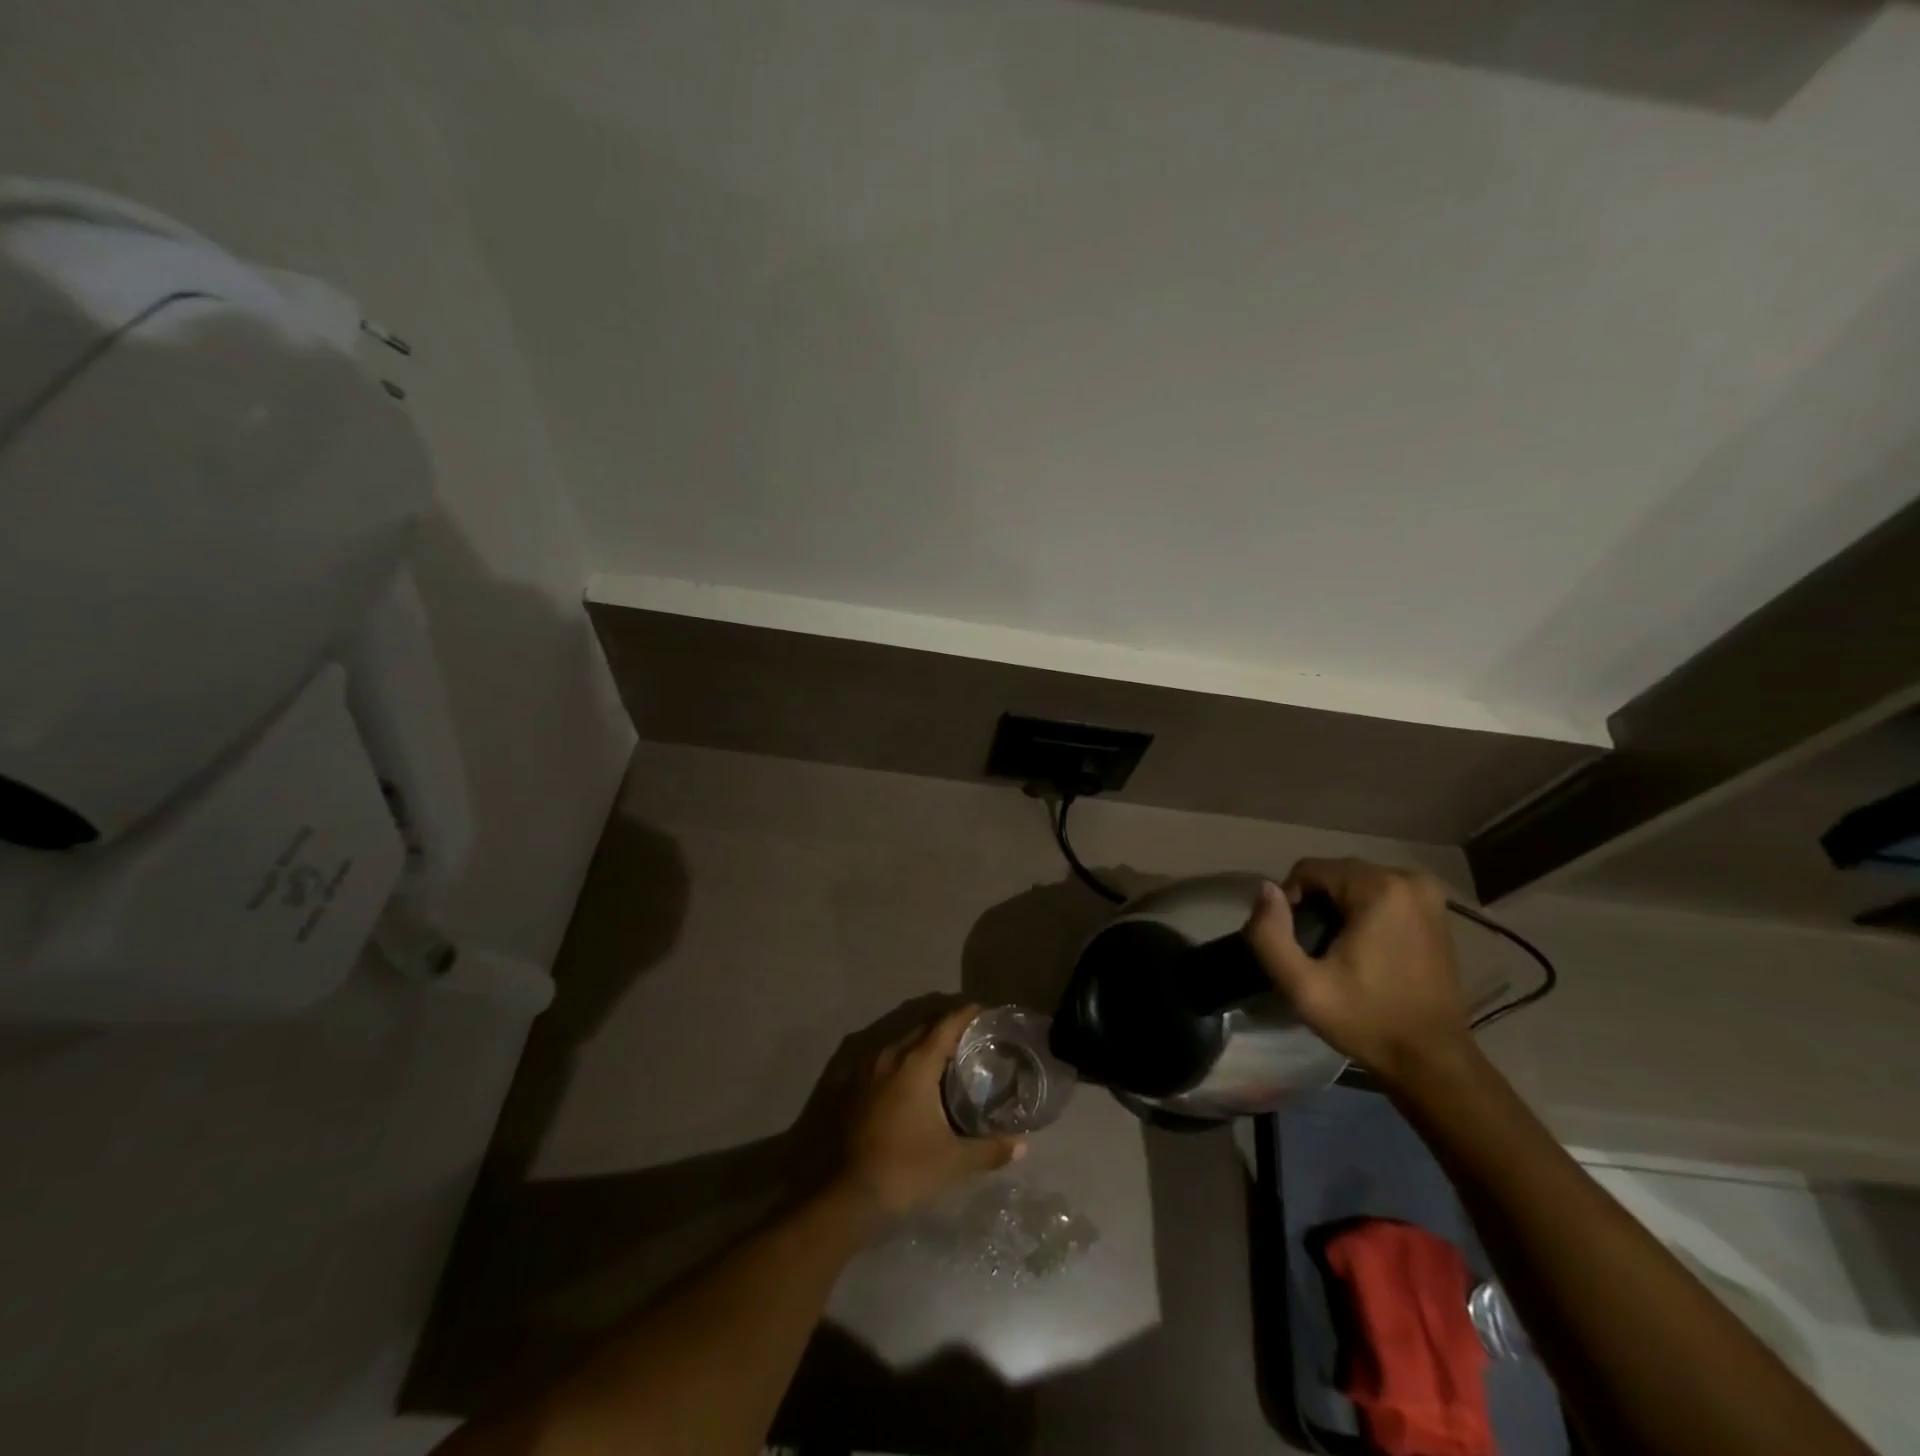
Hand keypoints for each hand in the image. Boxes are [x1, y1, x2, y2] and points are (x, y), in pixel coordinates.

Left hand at [837, 1004, 1025, 1218]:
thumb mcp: (953, 1161)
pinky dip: (904, 1060)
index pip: (946, 1024)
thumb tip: (1023, 1146)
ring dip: (924, 1043)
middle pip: (923, 1028)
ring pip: (902, 1043)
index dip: (966, 1014)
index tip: (985, 1012)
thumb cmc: (904, 1169)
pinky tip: (914, 1080)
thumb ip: (989, 1149)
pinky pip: (886, 1060)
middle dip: (947, 1027)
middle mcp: (890, 1056)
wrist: (847, 1195)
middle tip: (972, 1037)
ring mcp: (867, 1069)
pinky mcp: (853, 1086)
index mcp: (916, 1063)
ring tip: (947, 1058)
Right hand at [1244, 858, 1472, 1085]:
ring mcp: (1426, 894)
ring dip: (1337, 906)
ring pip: (1356, 881)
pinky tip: (1361, 947)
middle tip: (1312, 948)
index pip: (1309, 869)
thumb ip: (1270, 934)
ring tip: (1334, 949)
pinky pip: (1381, 893)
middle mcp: (1407, 879)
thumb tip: (1265, 888)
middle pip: (1335, 873)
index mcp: (1378, 888)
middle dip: (1315, 902)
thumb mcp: (1302, 986)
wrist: (1432, 1060)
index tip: (1295, 943)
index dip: (1289, 901)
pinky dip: (1362, 911)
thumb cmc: (1366, 1021)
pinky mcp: (1434, 910)